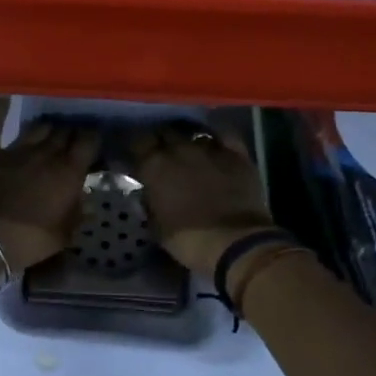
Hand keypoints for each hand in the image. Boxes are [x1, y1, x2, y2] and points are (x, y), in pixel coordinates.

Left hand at [0, 97, 99, 271]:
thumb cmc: (27, 241)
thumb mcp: (64, 235)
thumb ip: (77, 212)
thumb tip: (84, 197)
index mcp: (68, 172)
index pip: (88, 142)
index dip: (94, 138)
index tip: (95, 140)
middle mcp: (45, 153)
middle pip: (64, 132)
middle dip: (72, 132)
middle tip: (74, 137)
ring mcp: (14, 150)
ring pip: (37, 127)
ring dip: (47, 127)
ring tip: (51, 128)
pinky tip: (4, 94)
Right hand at [130, 122, 274, 277]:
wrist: (235, 243)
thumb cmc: (188, 240)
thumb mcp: (156, 226)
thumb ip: (149, 202)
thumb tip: (148, 193)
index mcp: (155, 166)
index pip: (139, 142)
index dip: (139, 148)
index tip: (140, 157)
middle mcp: (180, 149)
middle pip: (166, 132)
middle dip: (163, 141)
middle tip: (164, 155)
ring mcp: (210, 149)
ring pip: (194, 134)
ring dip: (189, 142)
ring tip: (190, 152)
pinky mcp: (236, 154)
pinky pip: (224, 136)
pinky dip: (217, 139)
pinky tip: (216, 146)